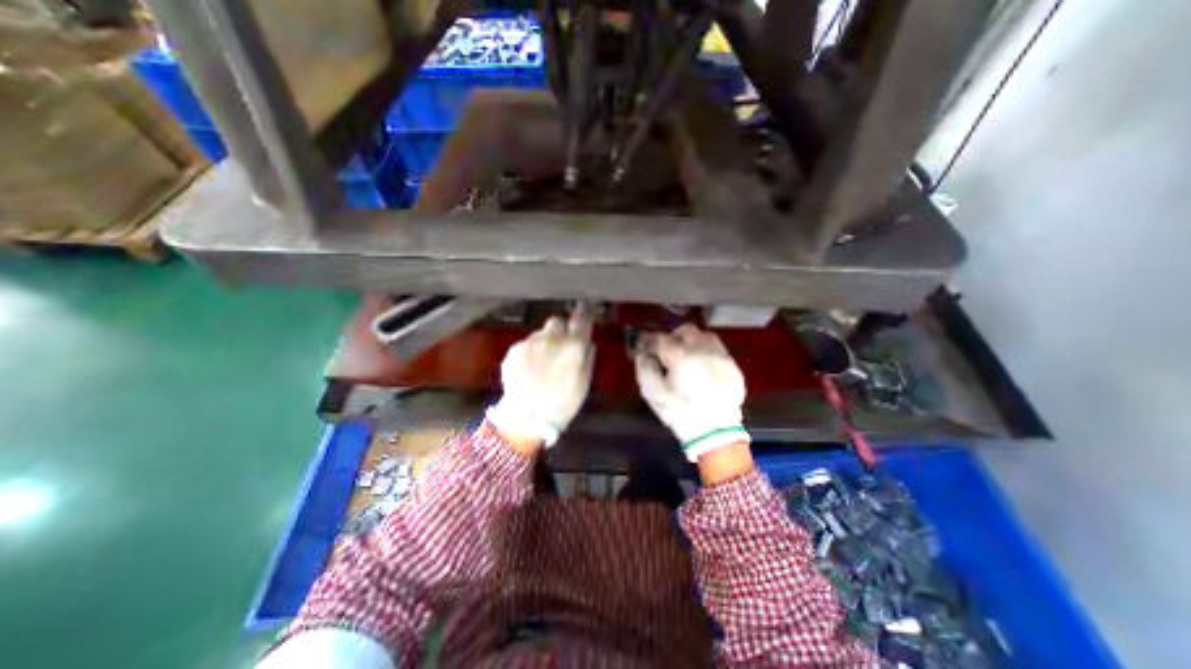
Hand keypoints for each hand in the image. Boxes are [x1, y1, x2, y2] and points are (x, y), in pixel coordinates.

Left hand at [485, 310, 592, 448]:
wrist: (527, 417)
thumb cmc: (563, 403)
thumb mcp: (584, 382)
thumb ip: (587, 357)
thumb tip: (587, 341)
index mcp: (573, 346)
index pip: (581, 318)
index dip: (583, 314)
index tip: (583, 314)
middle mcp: (552, 338)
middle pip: (557, 320)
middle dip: (560, 329)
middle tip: (560, 345)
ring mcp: (530, 342)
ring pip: (540, 334)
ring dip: (543, 342)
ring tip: (541, 363)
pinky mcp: (514, 349)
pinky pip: (525, 345)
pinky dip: (529, 353)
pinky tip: (528, 370)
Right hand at [636, 325, 747, 462]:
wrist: (716, 434)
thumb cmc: (681, 413)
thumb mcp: (654, 394)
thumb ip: (645, 368)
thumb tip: (643, 354)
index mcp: (682, 356)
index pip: (661, 338)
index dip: (649, 340)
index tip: (643, 345)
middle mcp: (704, 350)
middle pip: (686, 330)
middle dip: (673, 336)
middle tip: (665, 350)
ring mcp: (722, 357)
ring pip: (705, 335)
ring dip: (692, 340)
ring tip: (686, 355)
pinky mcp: (733, 367)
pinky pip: (718, 349)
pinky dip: (706, 351)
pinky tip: (702, 366)